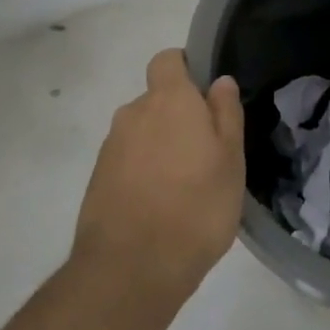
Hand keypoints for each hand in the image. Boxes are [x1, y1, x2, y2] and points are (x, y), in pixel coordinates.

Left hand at [71, 49, 245, 308]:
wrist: (131, 269)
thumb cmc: (197, 206)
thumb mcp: (231, 159)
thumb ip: (226, 114)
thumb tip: (220, 82)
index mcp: (168, 100)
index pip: (167, 60)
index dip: (186, 69)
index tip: (206, 97)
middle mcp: (133, 114)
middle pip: (156, 100)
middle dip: (178, 116)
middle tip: (206, 152)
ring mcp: (110, 148)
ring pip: (142, 133)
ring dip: (161, 147)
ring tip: (185, 186)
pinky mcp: (97, 181)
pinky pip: (127, 162)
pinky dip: (143, 173)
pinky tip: (162, 206)